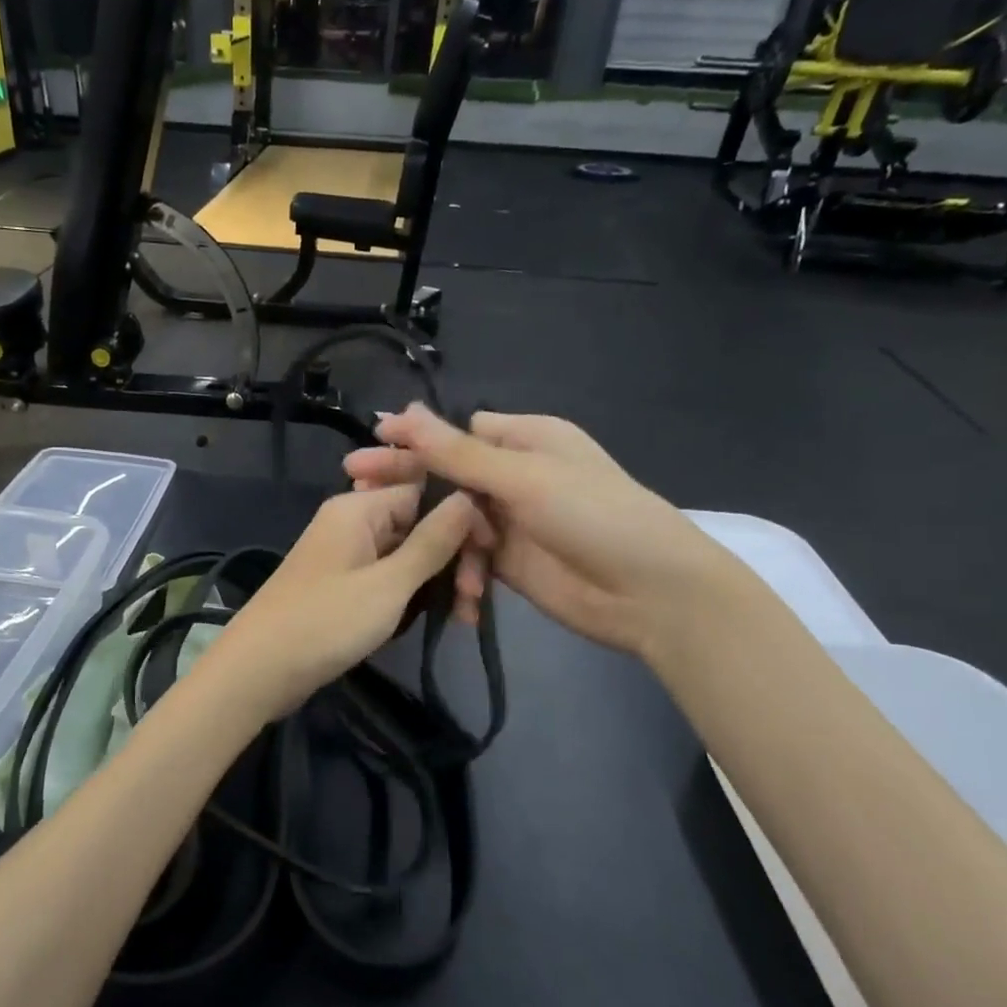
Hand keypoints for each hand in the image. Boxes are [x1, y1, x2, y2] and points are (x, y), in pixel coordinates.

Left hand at [193, 483, 477, 721]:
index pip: (425, 490)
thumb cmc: (325, 622)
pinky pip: (390, 575)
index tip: (490, 552)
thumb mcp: (389, 584)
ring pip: (408, 553)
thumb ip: (432, 541)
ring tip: (464, 616)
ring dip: (438, 579)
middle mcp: (352, 520)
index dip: (462, 516)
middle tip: (474, 600)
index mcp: (359, 507)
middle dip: (452, 556)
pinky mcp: (344, 583)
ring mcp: (346, 553)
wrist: (259, 670)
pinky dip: (413, 593)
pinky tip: (439, 616)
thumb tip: (468, 495)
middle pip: (419, 522)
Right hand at [343, 406, 750, 659]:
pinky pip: (467, 559)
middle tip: (354, 488)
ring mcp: (510, 521)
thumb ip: (457, 453)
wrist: (651, 594)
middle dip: (407, 484)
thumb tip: (403, 412)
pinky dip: (460, 573)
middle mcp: (515, 475)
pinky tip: (458, 594)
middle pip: (447, 474)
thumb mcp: (522, 478)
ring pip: (451, 520)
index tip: (369, 445)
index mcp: (525, 439)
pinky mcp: (508, 563)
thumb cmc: (593, 516)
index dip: (414, 439)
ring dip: (436, 539)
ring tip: (408, 555)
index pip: (457, 432)